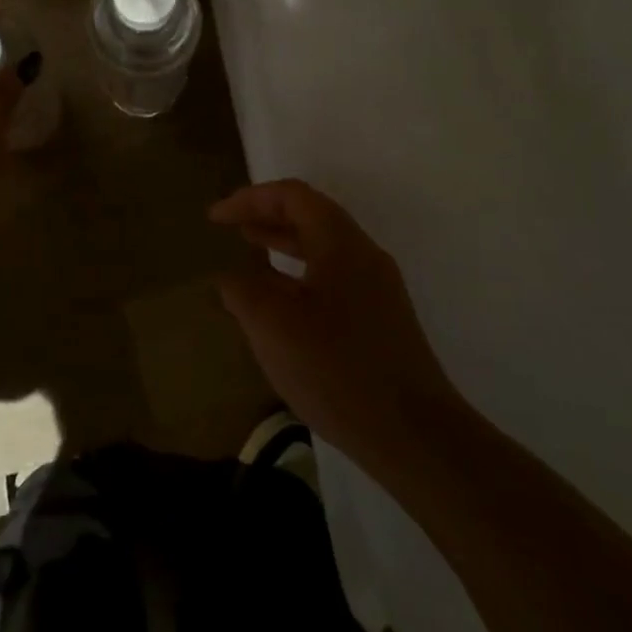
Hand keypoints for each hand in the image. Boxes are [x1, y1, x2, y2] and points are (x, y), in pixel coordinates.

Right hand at [210, 179, 462, 473]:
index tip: (216, 218)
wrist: (415, 435)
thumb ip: (242, 290)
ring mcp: (377, 289)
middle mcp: (364, 256)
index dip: (250, 199)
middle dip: (266, 217)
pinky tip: (280, 305)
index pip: (293, 196)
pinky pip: (332, 278)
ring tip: (249, 254)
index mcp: (341, 243)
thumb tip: (230, 277)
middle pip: (311, 216)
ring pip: (322, 249)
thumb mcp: (272, 326)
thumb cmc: (337, 369)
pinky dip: (298, 275)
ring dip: (283, 245)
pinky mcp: (381, 321)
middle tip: (229, 229)